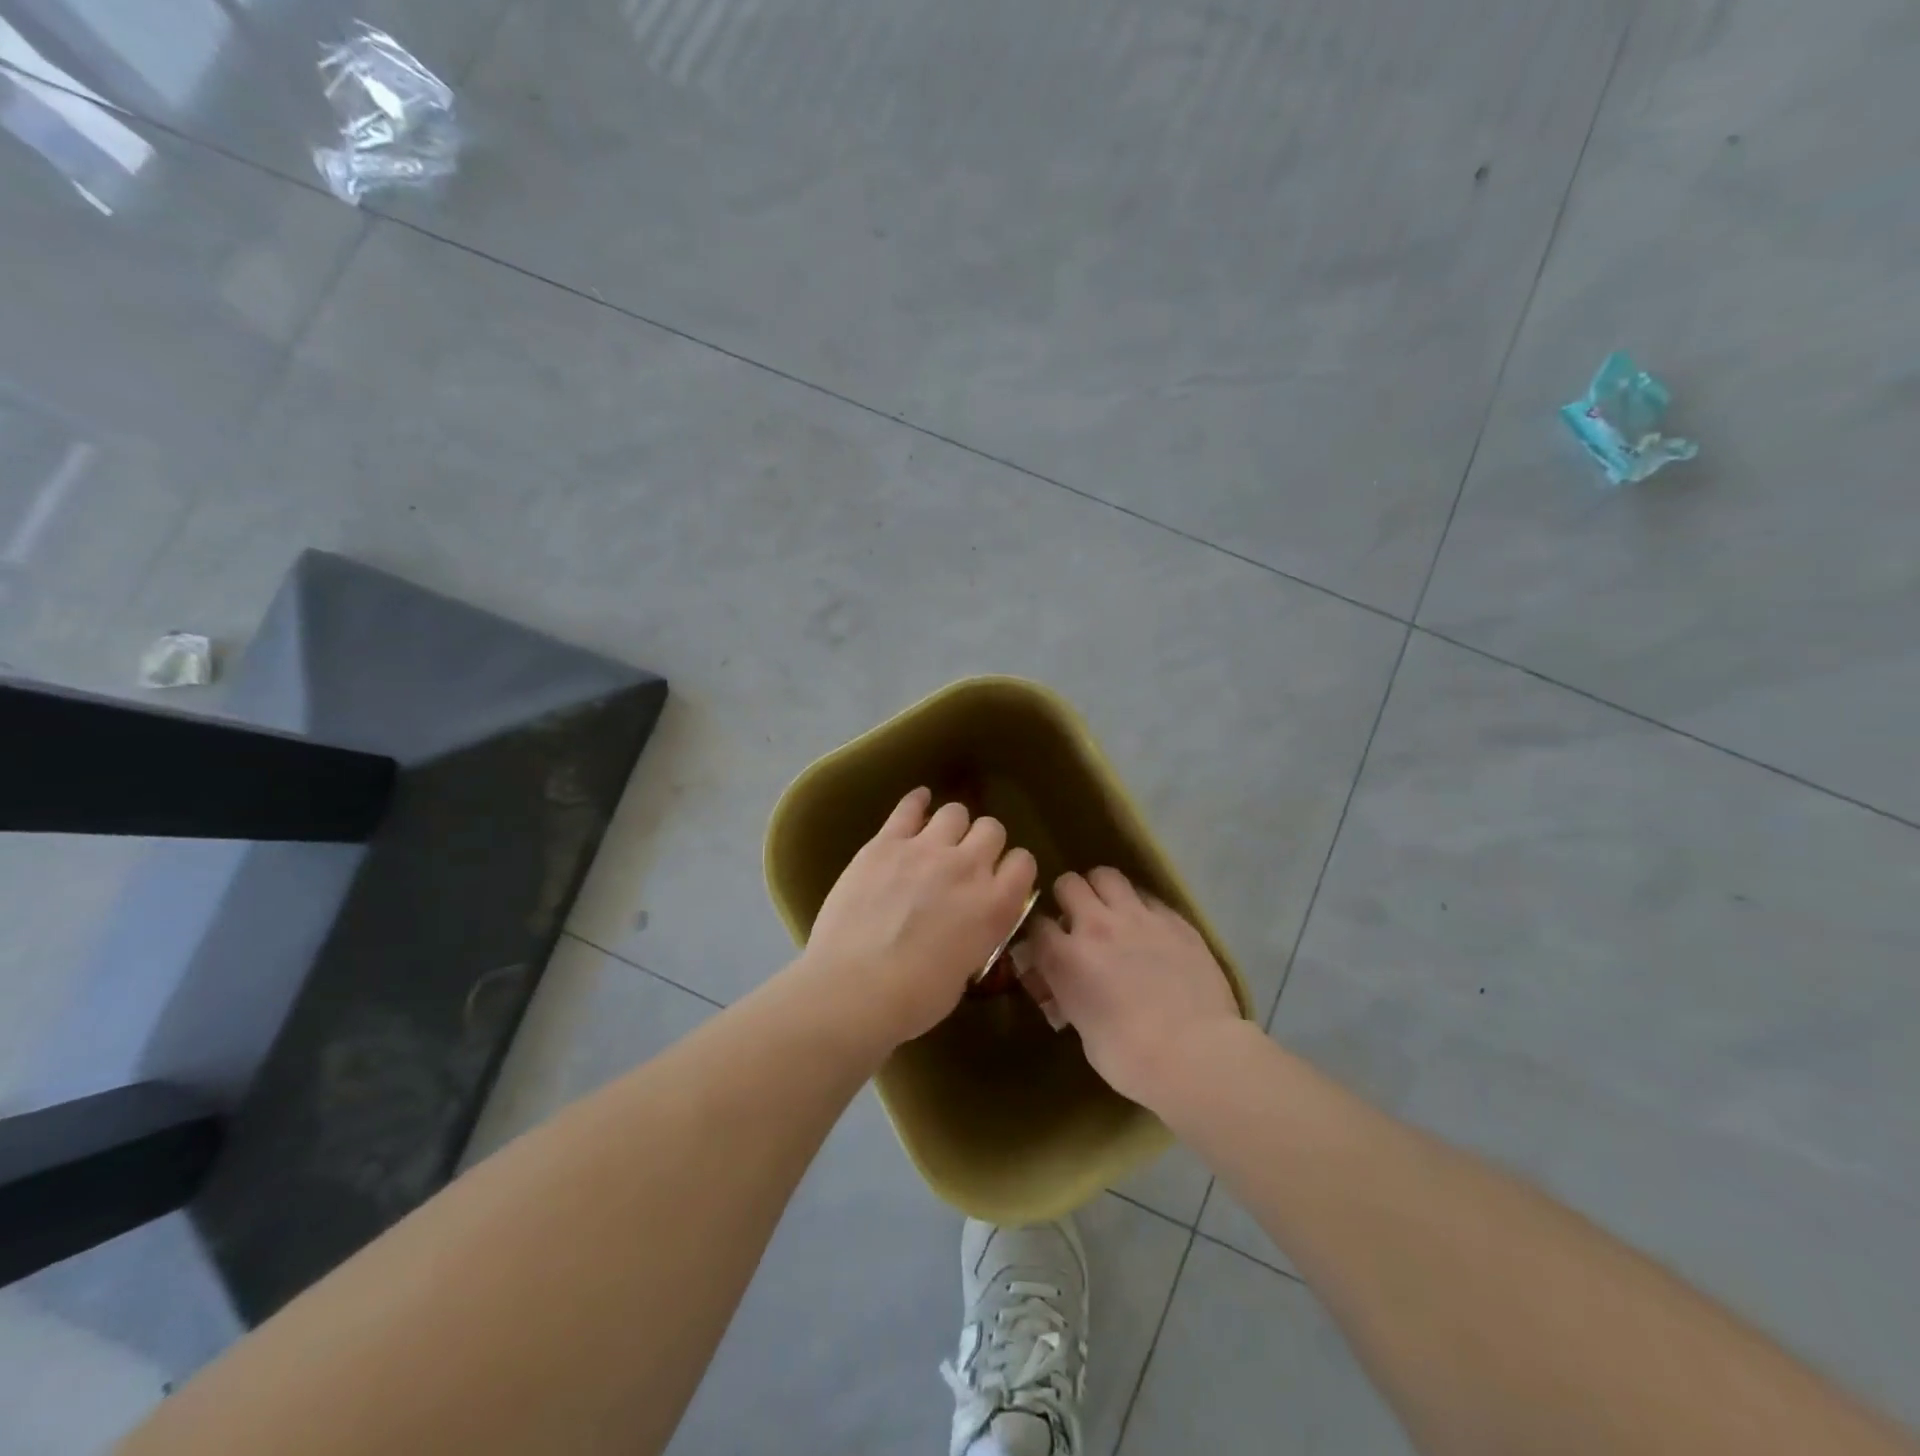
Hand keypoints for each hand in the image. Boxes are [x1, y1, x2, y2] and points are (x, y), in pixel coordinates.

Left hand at [801, 787, 1038, 1050]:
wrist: (853, 988)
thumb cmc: (913, 999)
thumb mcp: (965, 972)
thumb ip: (976, 935)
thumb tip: (968, 924)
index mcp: (995, 905)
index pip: (1023, 862)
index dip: (1012, 869)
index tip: (999, 879)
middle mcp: (968, 867)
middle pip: (992, 829)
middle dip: (983, 843)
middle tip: (966, 862)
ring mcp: (926, 849)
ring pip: (956, 811)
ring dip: (952, 826)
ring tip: (939, 840)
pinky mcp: (886, 843)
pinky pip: (909, 806)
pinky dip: (917, 802)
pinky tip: (918, 804)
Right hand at [1014, 868, 1240, 1107]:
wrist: (1195, 1054)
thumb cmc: (1130, 1059)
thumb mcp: (1083, 1031)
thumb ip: (1070, 996)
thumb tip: (1066, 988)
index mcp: (1065, 958)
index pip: (1036, 924)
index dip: (1040, 934)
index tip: (1047, 946)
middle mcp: (1096, 926)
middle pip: (1068, 884)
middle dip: (1068, 899)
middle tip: (1078, 919)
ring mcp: (1137, 917)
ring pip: (1107, 876)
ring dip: (1102, 890)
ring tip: (1110, 910)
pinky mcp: (1173, 919)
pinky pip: (1147, 896)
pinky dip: (1140, 906)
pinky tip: (1148, 927)